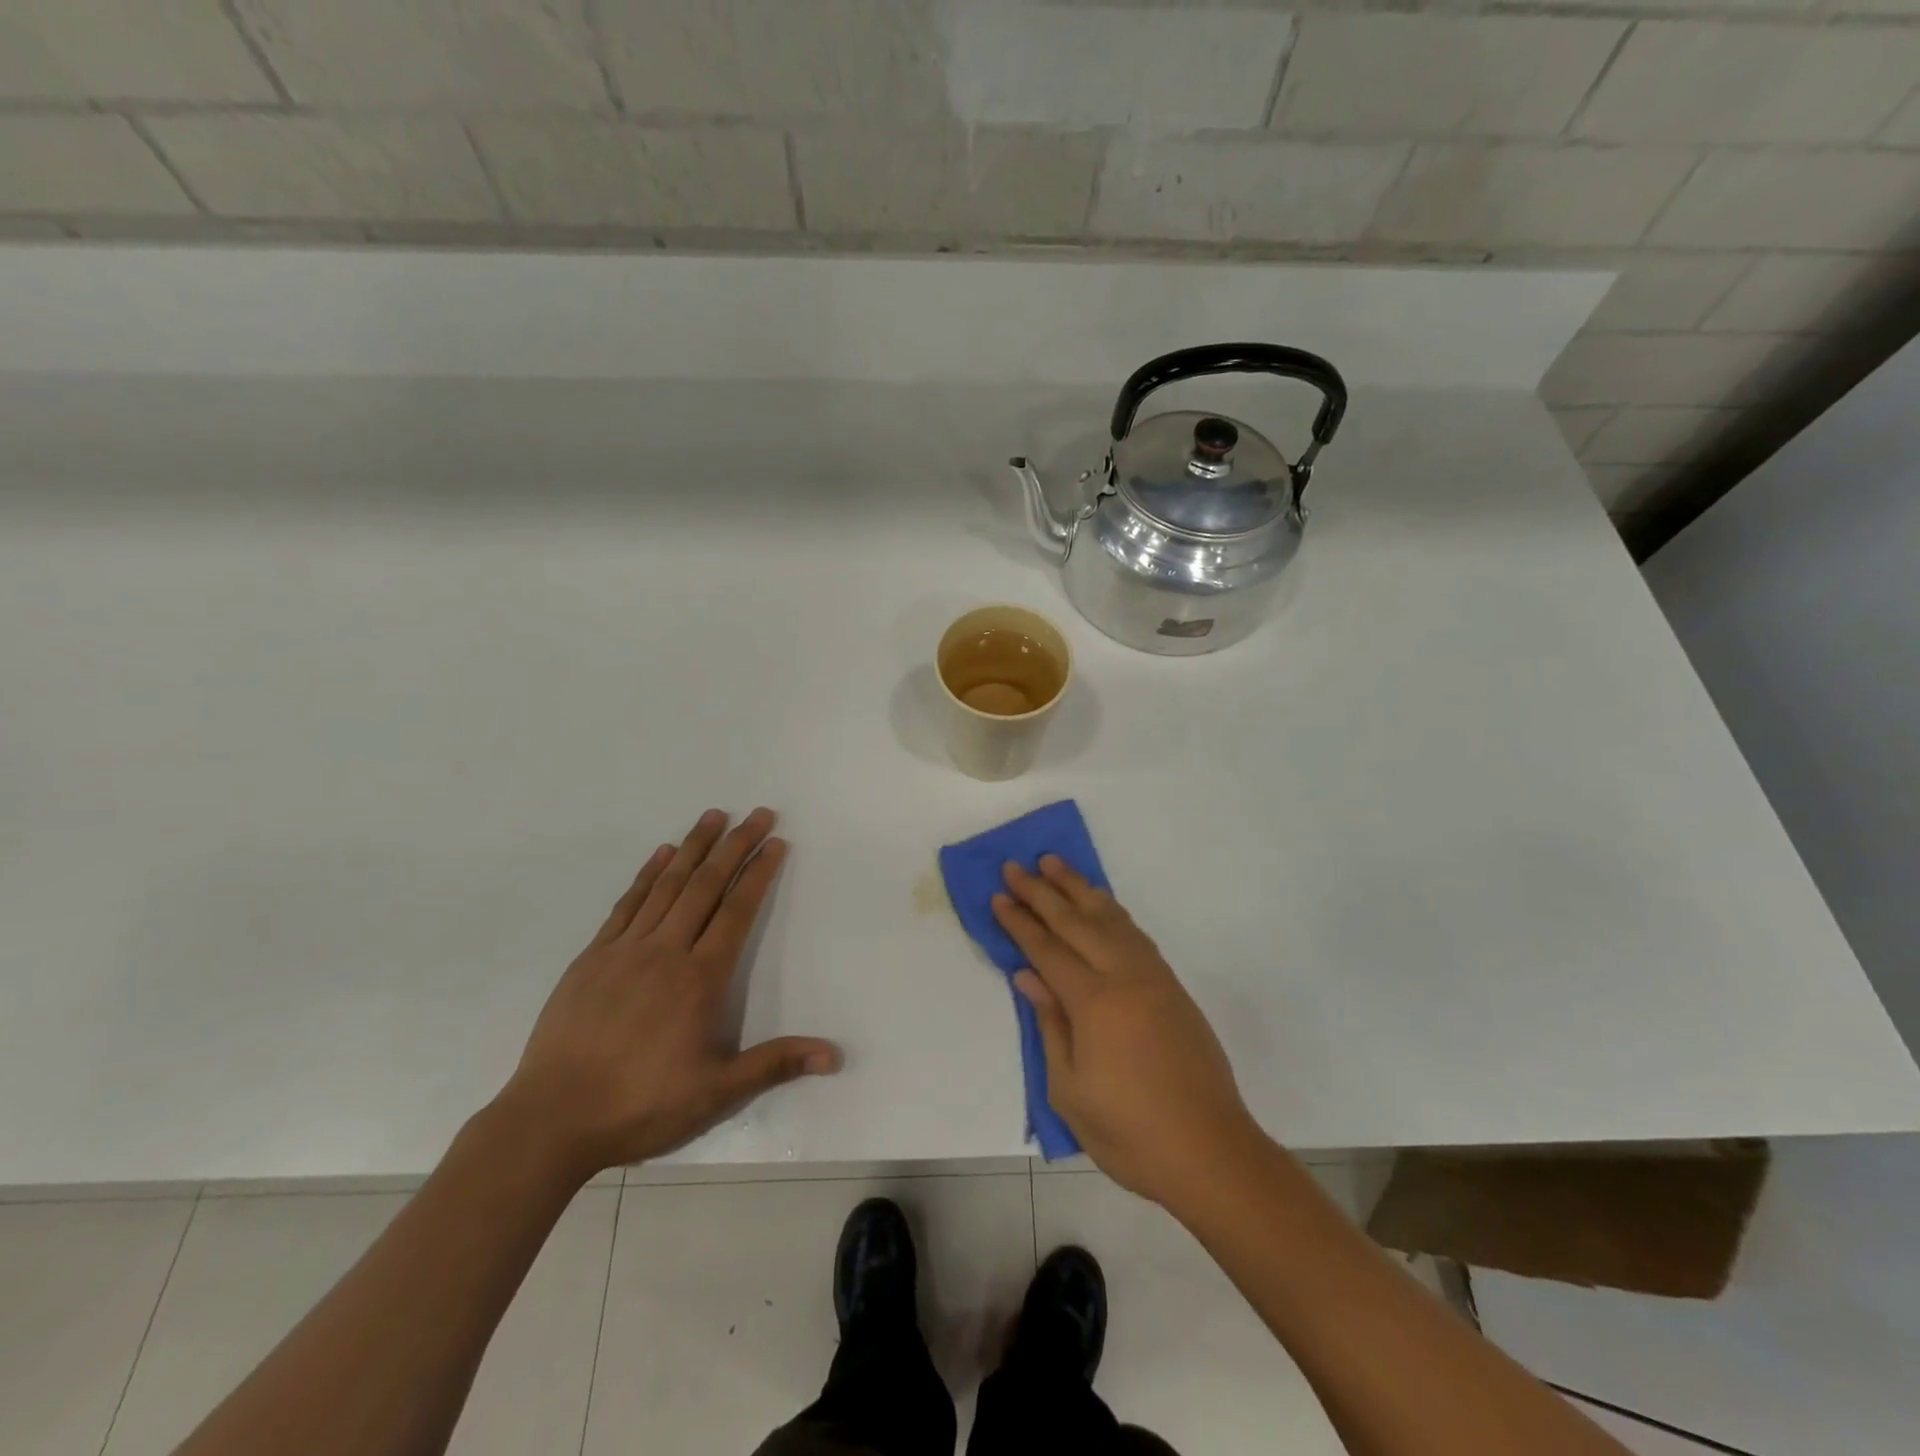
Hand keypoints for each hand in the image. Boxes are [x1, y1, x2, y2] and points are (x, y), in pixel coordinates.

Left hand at [498, 808, 839, 1180]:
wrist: (550, 1120)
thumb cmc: (640, 1105)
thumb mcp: (716, 1093)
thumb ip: (775, 1064)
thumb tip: (835, 1055)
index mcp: (699, 979)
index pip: (737, 912)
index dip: (758, 874)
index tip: (776, 843)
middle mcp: (665, 952)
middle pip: (706, 886)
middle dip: (735, 846)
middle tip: (757, 813)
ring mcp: (625, 950)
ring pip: (667, 886)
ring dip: (693, 847)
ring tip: (713, 815)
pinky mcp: (592, 958)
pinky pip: (627, 904)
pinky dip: (647, 875)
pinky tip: (660, 854)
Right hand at [992, 857, 1262, 1203]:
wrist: (1210, 1152)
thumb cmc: (1129, 1133)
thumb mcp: (1070, 1090)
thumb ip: (1049, 1025)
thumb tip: (1028, 975)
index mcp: (1095, 1003)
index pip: (1047, 950)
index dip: (1020, 922)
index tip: (999, 895)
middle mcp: (1125, 977)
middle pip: (1076, 922)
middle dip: (1042, 891)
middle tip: (1016, 866)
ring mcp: (1153, 978)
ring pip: (1110, 918)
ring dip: (1079, 888)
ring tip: (1055, 864)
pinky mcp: (1172, 987)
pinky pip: (1135, 934)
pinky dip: (1112, 911)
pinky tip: (1100, 904)